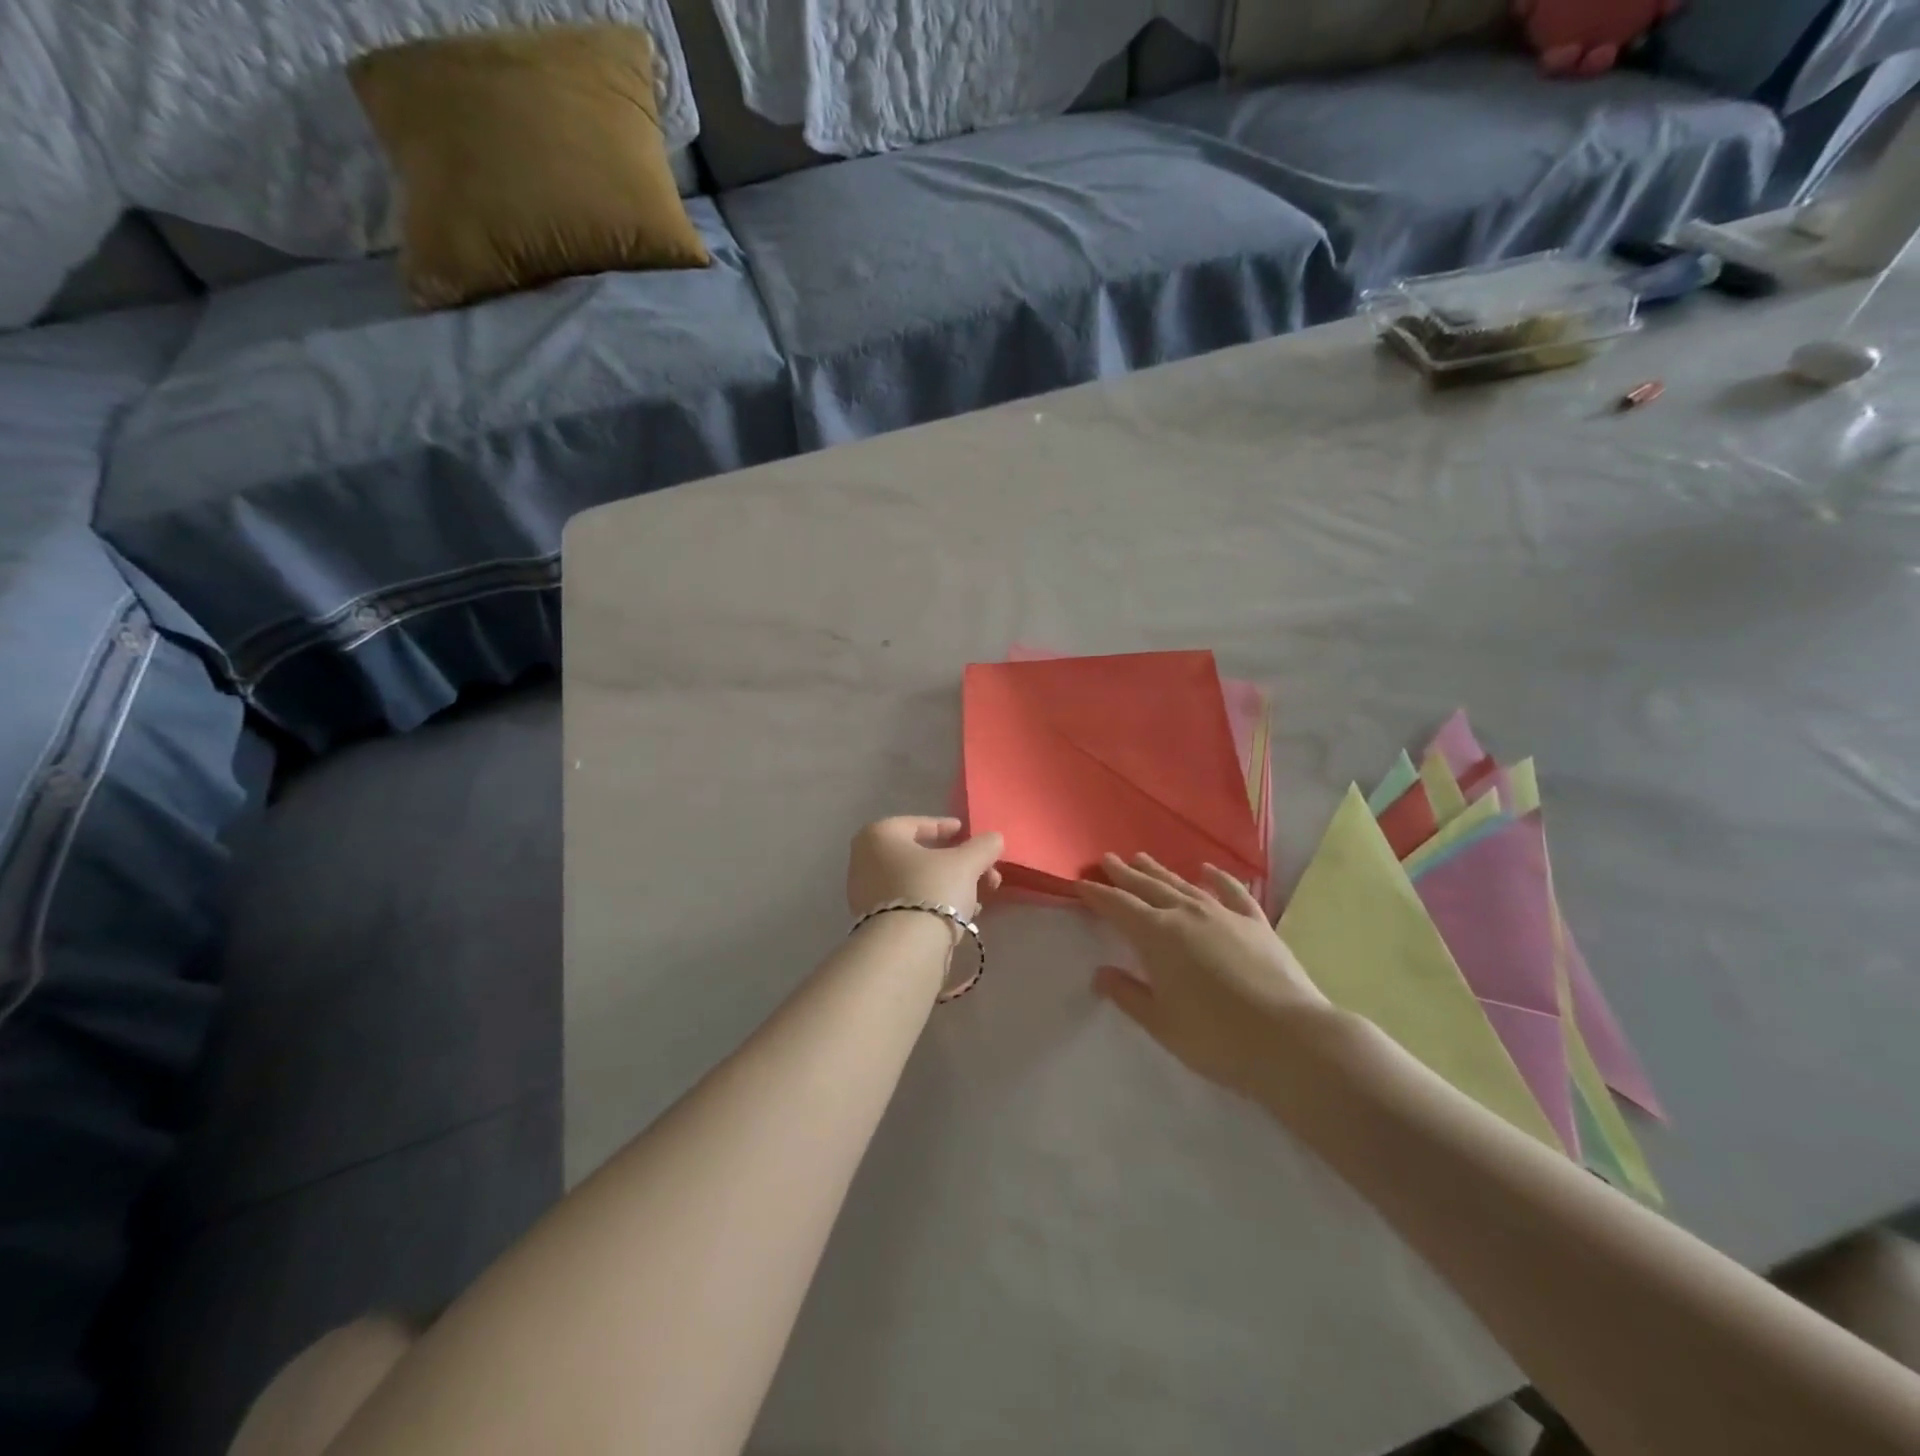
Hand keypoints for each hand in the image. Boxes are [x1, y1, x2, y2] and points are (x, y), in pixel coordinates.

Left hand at [847, 817, 1004, 921]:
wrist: (904, 949)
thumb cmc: (931, 889)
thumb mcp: (966, 863)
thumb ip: (983, 846)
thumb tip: (994, 838)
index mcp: (878, 835)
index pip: (917, 824)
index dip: (946, 827)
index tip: (966, 833)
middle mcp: (863, 860)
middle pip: (920, 856)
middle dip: (956, 864)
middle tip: (985, 874)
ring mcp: (864, 894)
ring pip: (916, 881)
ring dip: (949, 886)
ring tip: (979, 900)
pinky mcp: (872, 923)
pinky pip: (908, 904)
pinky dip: (933, 904)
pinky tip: (960, 916)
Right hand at [1077, 853, 1329, 1096]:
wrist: (1291, 1040)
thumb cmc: (1216, 1038)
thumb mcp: (1161, 1023)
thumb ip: (1128, 994)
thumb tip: (1100, 974)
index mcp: (1157, 936)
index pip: (1118, 907)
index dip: (1098, 894)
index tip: (1081, 883)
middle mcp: (1186, 914)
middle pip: (1148, 887)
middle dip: (1124, 874)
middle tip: (1108, 859)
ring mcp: (1224, 914)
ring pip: (1183, 884)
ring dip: (1160, 871)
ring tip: (1142, 858)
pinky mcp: (1256, 923)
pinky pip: (1232, 892)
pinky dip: (1218, 878)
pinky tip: (1208, 869)